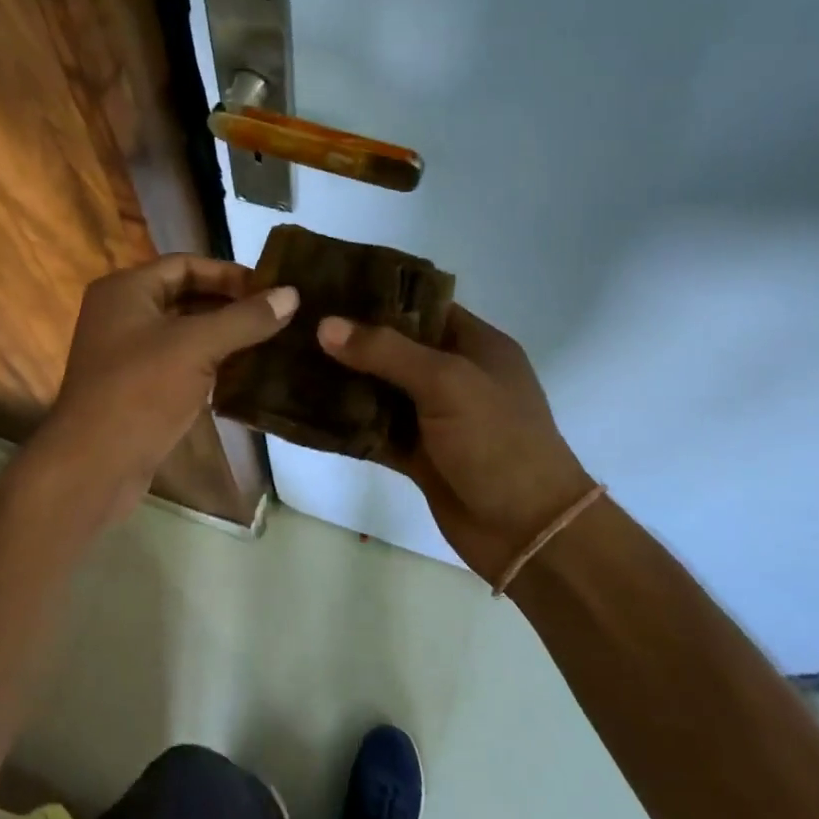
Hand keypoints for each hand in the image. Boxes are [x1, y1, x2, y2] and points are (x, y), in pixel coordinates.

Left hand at [42, 255, 297, 513]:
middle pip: (186, 297)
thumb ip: (245, 318)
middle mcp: (122, 314)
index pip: (186, 265)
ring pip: (185, 333)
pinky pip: (180, 364)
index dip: (229, 273)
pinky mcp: (137, 389)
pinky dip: (210, 364)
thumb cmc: (141, 391)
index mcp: (126, 290)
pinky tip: (245, 374)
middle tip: (278, 316)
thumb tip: (292, 293)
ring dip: (224, 336)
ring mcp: (127, 354)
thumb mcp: (197, 346)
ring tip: (271, 342)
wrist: (94, 465)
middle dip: (231, 306)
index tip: (272, 289)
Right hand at [318, 306, 593, 579]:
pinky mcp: (419, 455)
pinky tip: (307, 413)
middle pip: (396, 349)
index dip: (379, 296)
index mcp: (476, 346)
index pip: (423, 307)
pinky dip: (348, 425)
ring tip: (291, 362)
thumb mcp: (447, 383)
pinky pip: (376, 432)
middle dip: (351, 340)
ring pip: (381, 391)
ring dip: (344, 382)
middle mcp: (455, 377)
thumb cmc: (497, 441)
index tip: (329, 288)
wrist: (527, 530)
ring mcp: (436, 419)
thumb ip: (386, 352)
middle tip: (298, 325)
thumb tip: (326, 325)